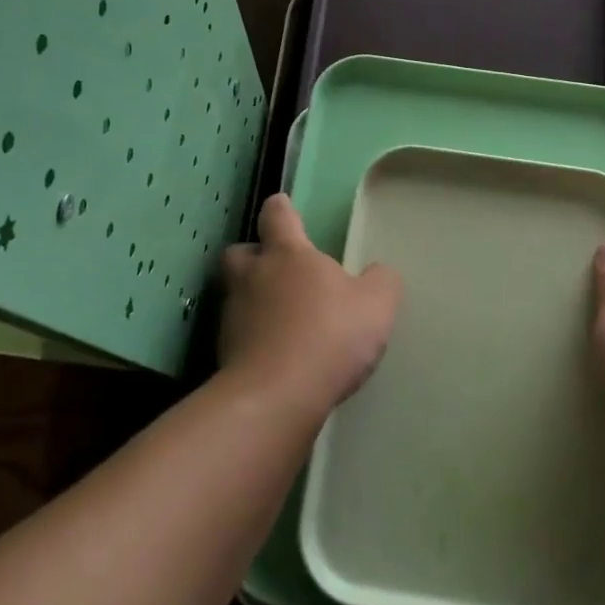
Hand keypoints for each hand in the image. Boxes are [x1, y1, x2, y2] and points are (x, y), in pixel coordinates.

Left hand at [218, 194, 401, 421]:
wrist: (276, 397)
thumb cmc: (329, 336)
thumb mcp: (376, 305)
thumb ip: (381, 282)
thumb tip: (378, 273)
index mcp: (287, 254)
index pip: (277, 215)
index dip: (281, 209)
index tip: (284, 207)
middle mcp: (252, 276)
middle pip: (240, 252)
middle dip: (254, 255)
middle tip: (277, 270)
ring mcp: (232, 315)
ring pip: (235, 294)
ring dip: (252, 300)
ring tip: (280, 319)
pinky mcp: (223, 353)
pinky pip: (237, 335)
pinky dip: (252, 339)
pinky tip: (274, 355)